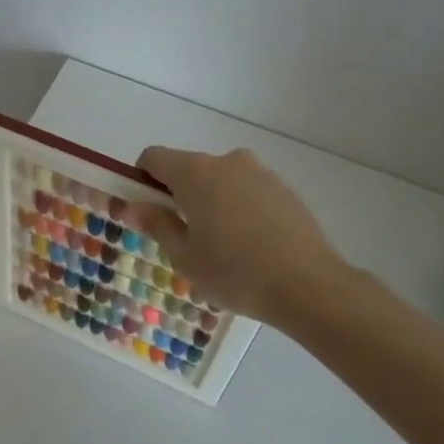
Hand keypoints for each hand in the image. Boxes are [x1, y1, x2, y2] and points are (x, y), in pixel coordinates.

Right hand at [124, 146, 344, 326]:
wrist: (309, 285)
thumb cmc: (235, 272)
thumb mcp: (185, 256)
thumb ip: (157, 224)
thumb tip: (133, 206)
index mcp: (194, 172)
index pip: (154, 158)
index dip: (142, 179)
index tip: (147, 209)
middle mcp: (226, 161)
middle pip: (188, 168)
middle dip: (179, 194)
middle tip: (184, 236)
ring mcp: (259, 172)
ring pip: (220, 179)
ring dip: (211, 200)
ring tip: (222, 245)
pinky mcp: (283, 188)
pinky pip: (247, 190)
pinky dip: (239, 207)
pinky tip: (251, 244)